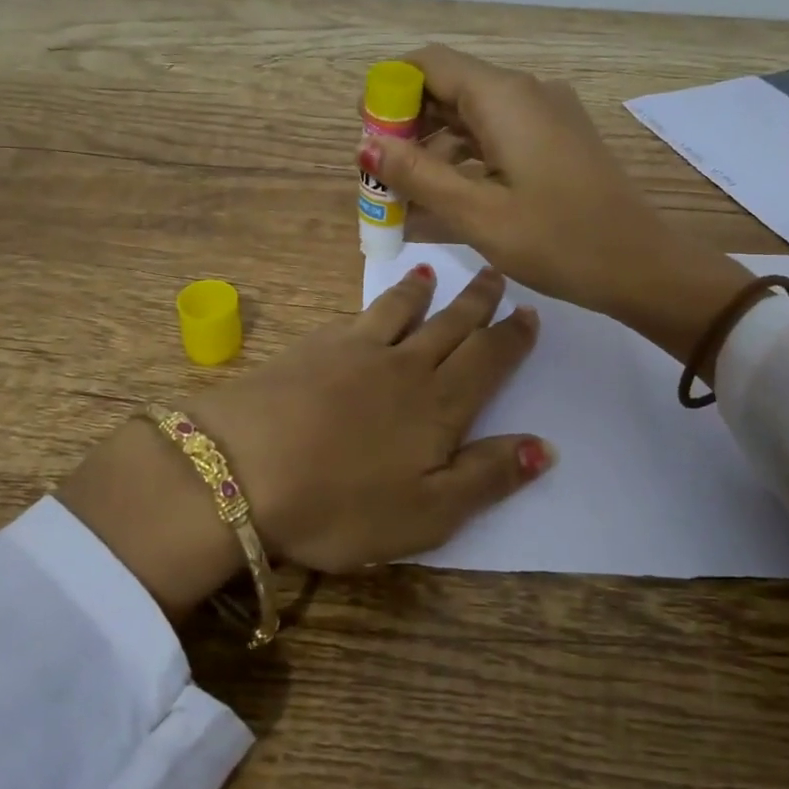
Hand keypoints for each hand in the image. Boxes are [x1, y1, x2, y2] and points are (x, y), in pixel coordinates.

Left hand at [60, 266, 552, 617]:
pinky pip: (355, 319)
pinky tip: (368, 310)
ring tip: (432, 273)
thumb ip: (487, 477)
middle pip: (449, 325)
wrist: (242, 469)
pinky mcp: (310, 348)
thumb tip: (545, 446)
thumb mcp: (428, 514)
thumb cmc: (341, 505)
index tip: (528, 312)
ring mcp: (353, 351)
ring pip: (400, 311)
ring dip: (421, 291)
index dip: (511, 337)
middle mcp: (403, 366)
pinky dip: (372, 306)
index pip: (488, 360)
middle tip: (494, 274)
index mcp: (438, 406)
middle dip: (476, 301)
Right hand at [356, 45, 751, 359]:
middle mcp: (527, 93)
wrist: (643, 267)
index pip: (429, 64)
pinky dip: (466, 158)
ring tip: (407, 193)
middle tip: (380, 172)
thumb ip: (418, 175)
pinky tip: (449, 196)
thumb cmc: (558, 241)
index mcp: (505, 98)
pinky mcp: (558, 140)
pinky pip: (499, 135)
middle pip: (450, 87)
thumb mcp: (477, 214)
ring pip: (474, 115)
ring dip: (435, 146)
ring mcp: (547, 116)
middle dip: (409, 123)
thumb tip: (366, 144)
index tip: (365, 133)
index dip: (390, 90)